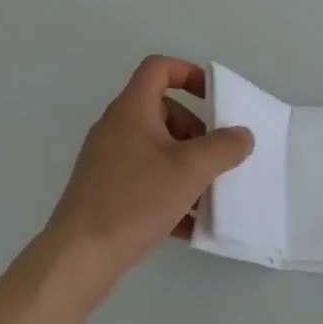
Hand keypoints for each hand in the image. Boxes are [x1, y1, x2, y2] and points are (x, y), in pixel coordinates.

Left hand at [43, 56, 253, 294]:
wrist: (80, 255)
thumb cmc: (136, 199)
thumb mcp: (190, 170)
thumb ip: (223, 147)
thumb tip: (242, 135)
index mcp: (132, 109)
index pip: (159, 68)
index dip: (189, 73)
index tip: (213, 98)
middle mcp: (115, 127)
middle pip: (162, 111)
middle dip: (194, 131)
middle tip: (213, 158)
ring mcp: (106, 160)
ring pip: (155, 148)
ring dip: (184, 165)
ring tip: (206, 195)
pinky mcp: (103, 190)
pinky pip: (144, 178)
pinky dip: (168, 190)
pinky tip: (187, 223)